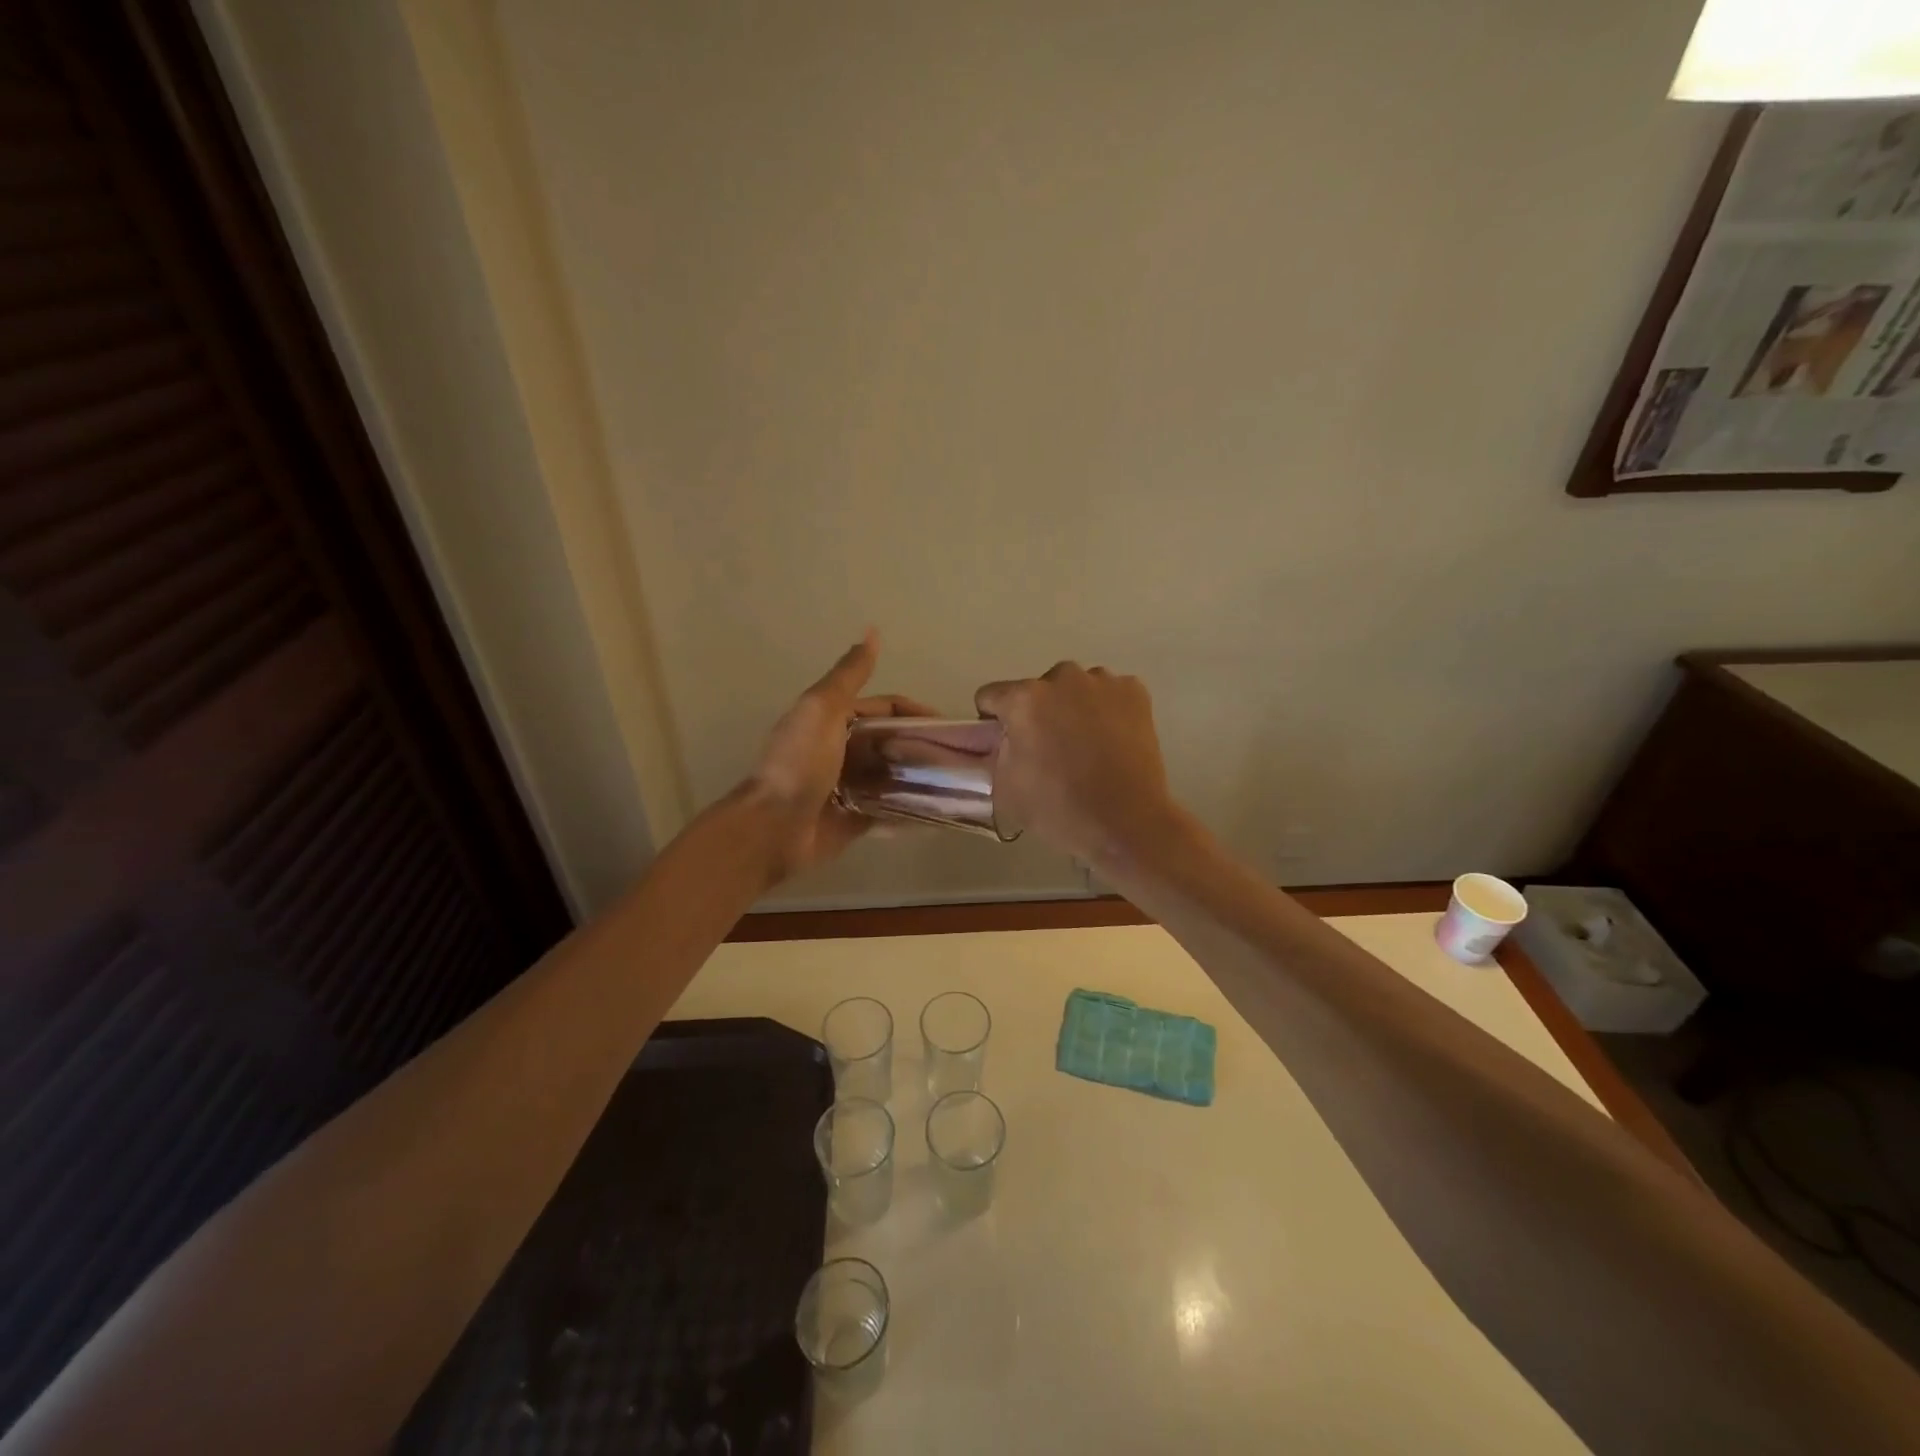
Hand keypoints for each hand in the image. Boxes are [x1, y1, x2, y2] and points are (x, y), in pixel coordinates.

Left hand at [745, 631, 937, 880]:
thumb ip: (850, 674)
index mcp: (833, 720)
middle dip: (921, 746)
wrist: (774, 827)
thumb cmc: (800, 764)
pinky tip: (939, 810)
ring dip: (919, 776)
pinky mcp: (854, 819)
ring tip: (956, 784)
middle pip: (891, 742)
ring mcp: (849, 786)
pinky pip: (888, 810)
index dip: (915, 712)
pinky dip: (909, 808)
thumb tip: (872, 631)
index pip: (885, 708)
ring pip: (892, 775)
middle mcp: (842, 750)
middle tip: (959, 758)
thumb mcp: (823, 709)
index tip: (950, 726)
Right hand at [972, 662, 1184, 865]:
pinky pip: (1108, 693)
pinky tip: (1112, 741)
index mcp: (1024, 699)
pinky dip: (1106, 711)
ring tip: (1086, 747)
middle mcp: (1062, 677)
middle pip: (1037, 689)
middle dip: (1038, 713)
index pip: (991, 695)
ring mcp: (1103, 681)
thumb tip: (994, 739)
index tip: (1008, 744)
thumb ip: (991, 753)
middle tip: (1050, 750)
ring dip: (1072, 708)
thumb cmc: (1058, 809)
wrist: (1127, 823)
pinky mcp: (1135, 691)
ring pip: (1075, 688)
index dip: (994, 721)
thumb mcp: (1004, 787)